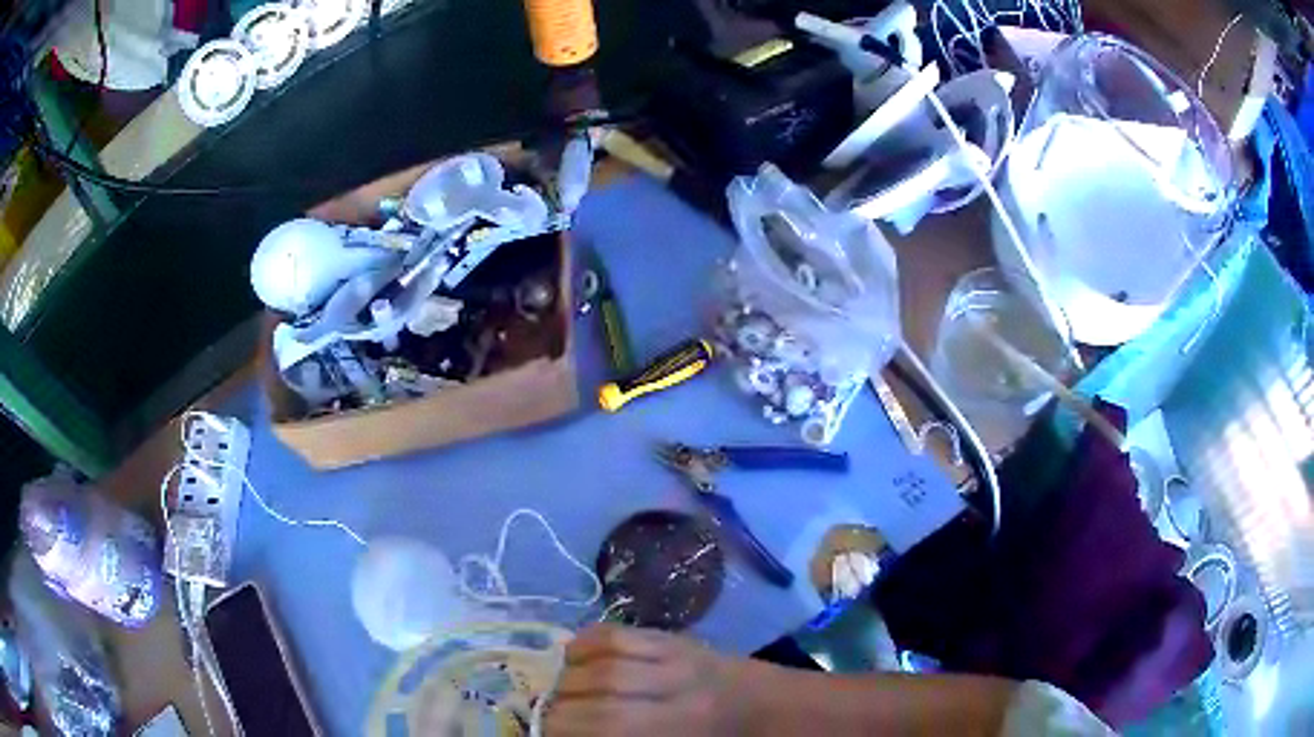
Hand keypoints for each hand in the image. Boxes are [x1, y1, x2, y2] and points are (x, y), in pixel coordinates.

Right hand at [543, 624, 749, 735]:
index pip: (609, 724)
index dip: (565, 727)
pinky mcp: (671, 636)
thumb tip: (566, 733)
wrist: (759, 705)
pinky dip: (585, 642)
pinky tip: (573, 658)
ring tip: (561, 690)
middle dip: (561, 702)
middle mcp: (677, 686)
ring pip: (607, 656)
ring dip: (569, 673)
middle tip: (549, 715)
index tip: (547, 732)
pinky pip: (620, 631)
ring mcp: (675, 655)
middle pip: (602, 686)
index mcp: (680, 724)